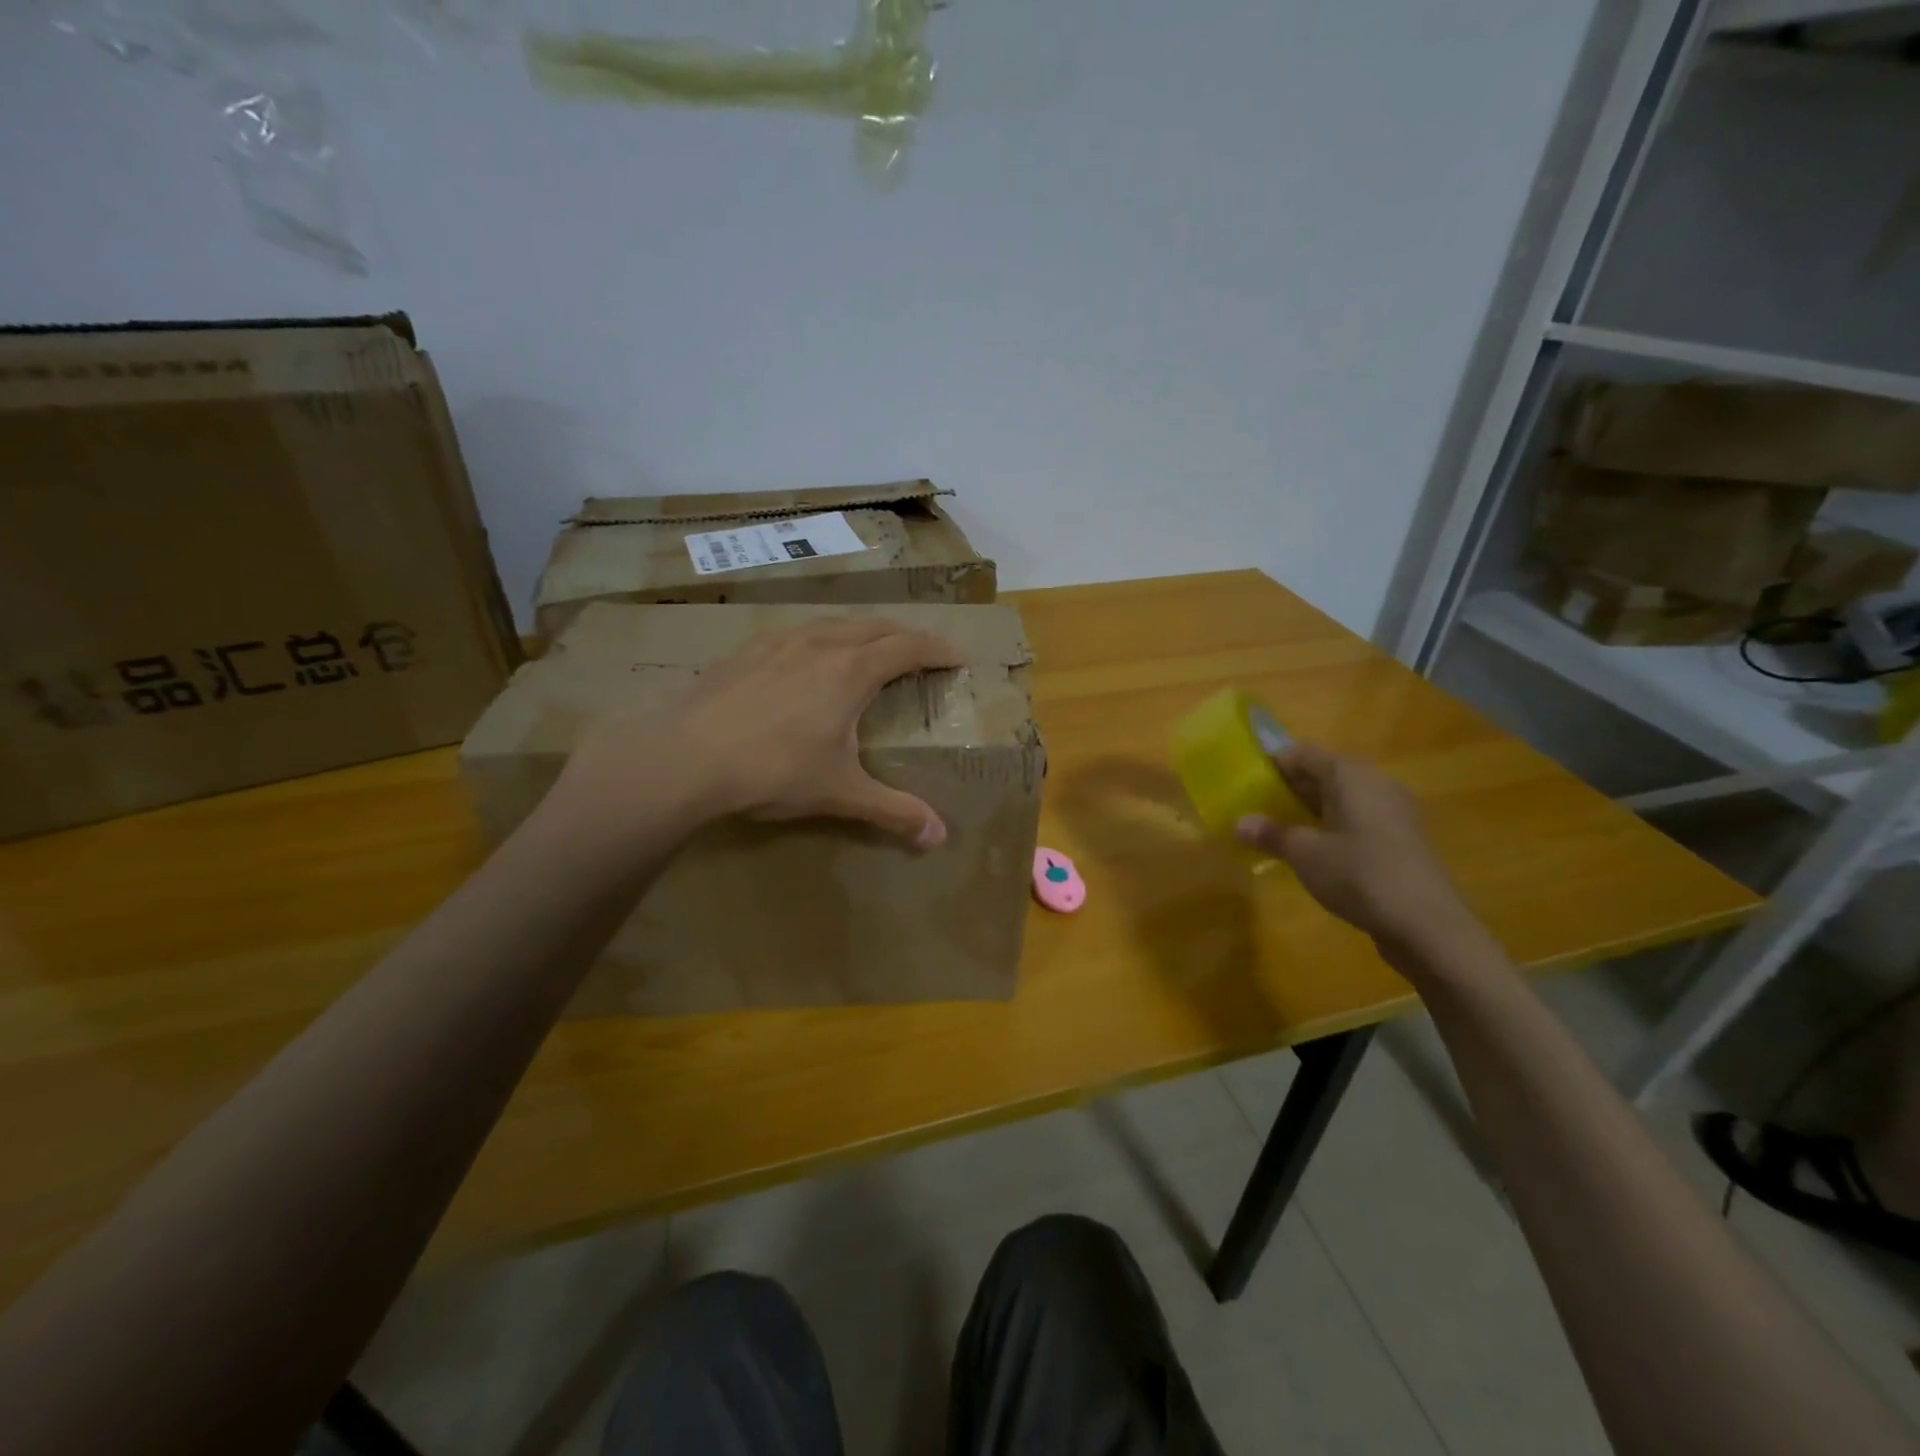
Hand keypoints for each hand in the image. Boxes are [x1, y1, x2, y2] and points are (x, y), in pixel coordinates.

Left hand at [558, 616, 963, 845]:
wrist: (685, 757)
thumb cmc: (773, 771)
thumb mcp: (841, 793)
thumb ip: (893, 811)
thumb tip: (939, 837)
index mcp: (852, 671)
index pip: (908, 647)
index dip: (937, 648)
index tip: (957, 656)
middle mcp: (820, 645)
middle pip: (874, 625)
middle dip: (904, 634)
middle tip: (920, 650)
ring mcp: (778, 643)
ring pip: (832, 622)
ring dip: (861, 630)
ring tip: (868, 648)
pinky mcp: (744, 651)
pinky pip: (794, 632)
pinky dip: (817, 637)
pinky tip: (804, 656)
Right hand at [1234, 742, 1471, 950]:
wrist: (1427, 925)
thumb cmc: (1359, 874)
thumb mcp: (1304, 853)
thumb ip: (1271, 834)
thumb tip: (1239, 823)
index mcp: (1349, 775)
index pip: (1301, 753)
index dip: (1271, 765)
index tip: (1245, 786)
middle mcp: (1374, 783)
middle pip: (1322, 774)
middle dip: (1287, 790)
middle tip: (1255, 812)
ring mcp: (1392, 811)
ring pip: (1339, 799)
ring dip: (1308, 812)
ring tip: (1278, 834)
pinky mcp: (1400, 839)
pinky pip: (1356, 820)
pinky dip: (1331, 828)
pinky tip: (1313, 854)